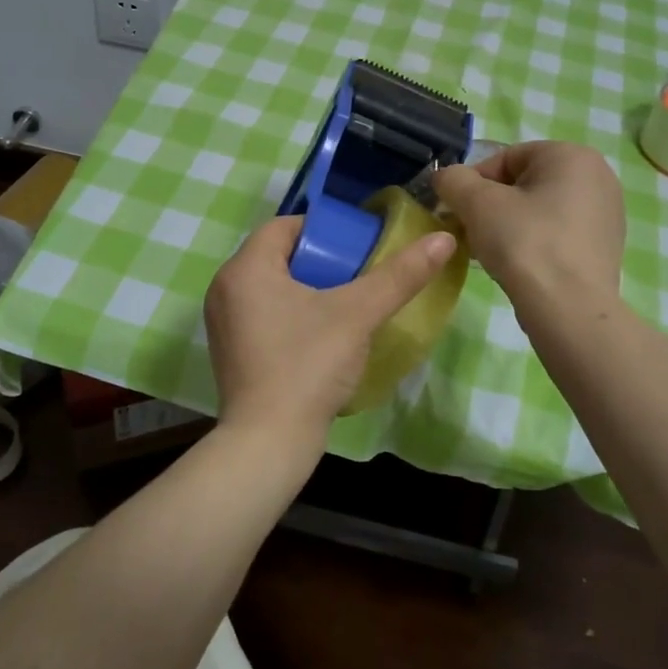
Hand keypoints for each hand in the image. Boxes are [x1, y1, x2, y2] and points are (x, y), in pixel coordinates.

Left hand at [204, 214, 456, 444]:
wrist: (268, 442)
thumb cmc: (307, 366)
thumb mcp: (357, 315)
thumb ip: (399, 276)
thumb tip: (443, 239)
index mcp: (245, 268)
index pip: (284, 226)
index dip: (323, 229)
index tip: (357, 245)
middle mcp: (225, 287)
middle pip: (277, 255)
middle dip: (319, 259)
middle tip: (358, 274)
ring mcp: (223, 322)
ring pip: (270, 286)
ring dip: (306, 288)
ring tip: (345, 303)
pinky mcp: (230, 350)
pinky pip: (262, 313)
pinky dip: (290, 313)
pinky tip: (320, 334)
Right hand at [433, 141, 623, 311]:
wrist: (568, 309)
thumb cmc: (524, 242)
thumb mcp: (476, 203)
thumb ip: (453, 180)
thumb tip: (445, 178)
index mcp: (572, 155)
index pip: (506, 158)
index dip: (473, 182)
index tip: (456, 210)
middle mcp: (598, 176)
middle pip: (524, 183)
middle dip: (490, 205)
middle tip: (469, 232)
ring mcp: (606, 214)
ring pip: (540, 209)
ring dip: (508, 225)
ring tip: (489, 252)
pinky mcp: (605, 247)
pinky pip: (558, 233)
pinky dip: (533, 242)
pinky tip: (517, 266)